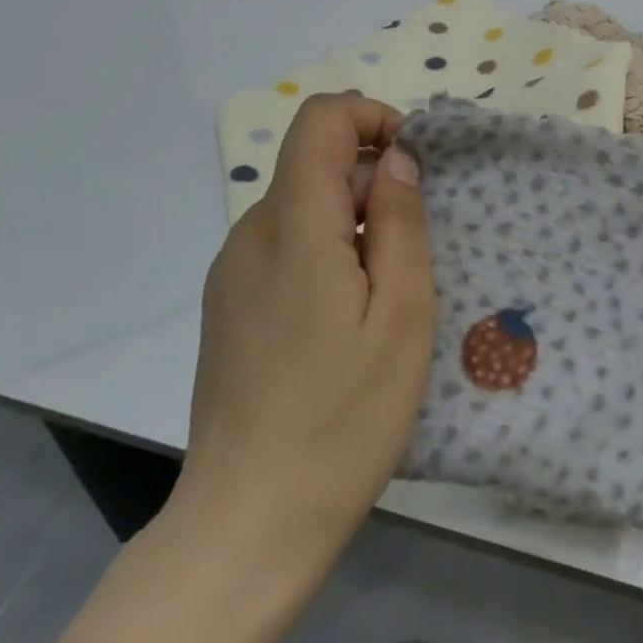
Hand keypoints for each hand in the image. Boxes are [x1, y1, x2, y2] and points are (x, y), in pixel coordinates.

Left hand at [176, 93, 434, 568]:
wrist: (249, 524)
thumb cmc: (344, 417)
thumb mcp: (402, 313)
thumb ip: (398, 221)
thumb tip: (396, 157)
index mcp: (293, 227)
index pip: (321, 119)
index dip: (372, 118)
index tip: (414, 166)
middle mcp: (251, 235)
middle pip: (314, 162)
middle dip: (372, 181)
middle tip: (413, 250)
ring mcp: (232, 272)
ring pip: (302, 205)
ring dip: (353, 221)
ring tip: (385, 293)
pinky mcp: (229, 305)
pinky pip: (284, 245)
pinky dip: (326, 251)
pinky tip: (346, 319)